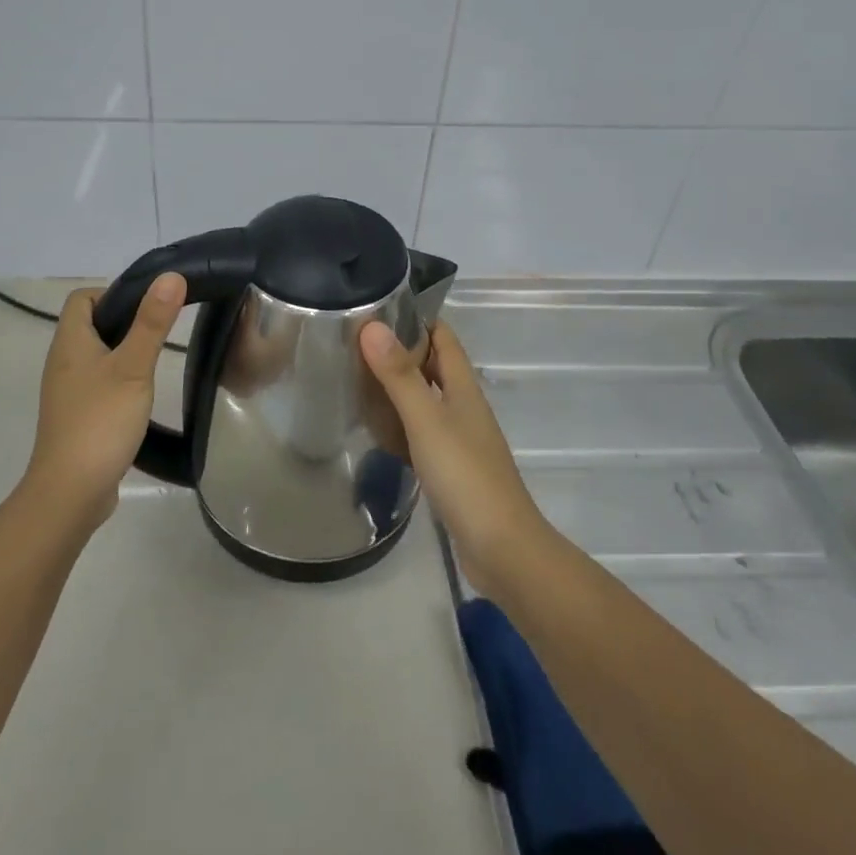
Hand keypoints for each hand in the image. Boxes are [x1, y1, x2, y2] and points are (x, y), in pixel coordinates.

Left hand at [25, 273, 185, 530]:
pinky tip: (140, 396)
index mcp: (70, 342)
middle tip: (160, 331)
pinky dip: (118, 381)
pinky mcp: (76, 417)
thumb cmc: (100, 421)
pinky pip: (97, 384)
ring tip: (154, 362)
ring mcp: (67, 392)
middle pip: (90, 325)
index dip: (112, 292)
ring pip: (96, 356)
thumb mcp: (133, 367)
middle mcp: (62, 362)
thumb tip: (171, 276)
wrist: (70, 492)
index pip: (82, 298)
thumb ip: (152, 323)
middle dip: (124, 321)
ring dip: (123, 352)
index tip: (147, 306)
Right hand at [360, 319, 550, 589]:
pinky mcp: (450, 468)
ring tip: (354, 378)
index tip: (377, 306)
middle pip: (432, 366)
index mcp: (463, 388)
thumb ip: (400, 375)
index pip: (443, 337)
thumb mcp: (427, 420)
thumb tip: (372, 325)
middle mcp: (463, 407)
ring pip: (424, 400)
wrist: (501, 548)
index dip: (416, 318)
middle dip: (400, 350)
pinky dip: (398, 424)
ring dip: (396, 387)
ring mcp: (458, 439)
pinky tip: (375, 429)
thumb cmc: (465, 476)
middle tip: (354, 342)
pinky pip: (420, 433)